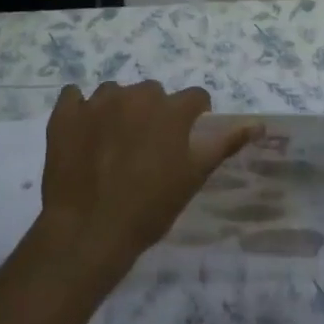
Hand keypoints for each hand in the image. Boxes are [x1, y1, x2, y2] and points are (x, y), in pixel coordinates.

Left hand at [35, 82, 258, 288]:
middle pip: (153, 92)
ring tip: (112, 145)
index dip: (194, 117)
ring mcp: (96, 102)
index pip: (195, 98)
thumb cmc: (149, 208)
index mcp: (170, 109)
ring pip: (114, 94)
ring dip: (118, 110)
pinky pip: (74, 97)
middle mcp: (135, 95)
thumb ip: (224, 144)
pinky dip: (80, 111)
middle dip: (154, 113)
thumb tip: (258, 124)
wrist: (88, 230)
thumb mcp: (193, 178)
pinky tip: (83, 135)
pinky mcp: (65, 114)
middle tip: (147, 148)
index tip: (186, 140)